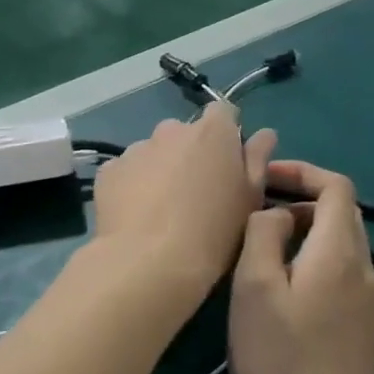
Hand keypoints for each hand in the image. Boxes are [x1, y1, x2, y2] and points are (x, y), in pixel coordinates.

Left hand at [91, 102, 276, 299]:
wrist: (148, 262)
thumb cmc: (212, 232)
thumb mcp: (250, 199)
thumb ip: (257, 160)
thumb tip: (264, 134)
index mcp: (212, 131)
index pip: (223, 111)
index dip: (227, 133)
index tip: (228, 161)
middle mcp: (171, 130)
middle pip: (186, 134)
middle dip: (191, 154)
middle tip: (195, 193)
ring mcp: (136, 148)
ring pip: (154, 153)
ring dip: (161, 170)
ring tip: (162, 210)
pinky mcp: (109, 171)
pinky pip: (127, 172)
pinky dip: (133, 186)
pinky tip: (137, 216)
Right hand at [229, 161, 373, 373]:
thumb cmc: (278, 361)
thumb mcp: (255, 287)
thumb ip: (264, 233)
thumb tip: (277, 214)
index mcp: (341, 254)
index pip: (337, 186)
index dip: (302, 172)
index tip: (263, 179)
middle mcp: (365, 272)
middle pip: (342, 214)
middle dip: (301, 200)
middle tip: (256, 211)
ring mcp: (368, 306)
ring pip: (340, 247)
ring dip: (304, 232)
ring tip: (260, 248)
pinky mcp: (361, 334)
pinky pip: (340, 277)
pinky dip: (311, 263)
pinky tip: (279, 291)